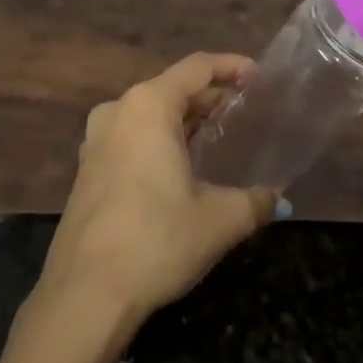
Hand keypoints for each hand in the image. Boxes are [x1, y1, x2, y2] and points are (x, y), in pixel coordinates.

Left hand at [40, 53, 279, 328]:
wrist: (85, 295)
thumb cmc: (156, 240)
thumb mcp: (219, 220)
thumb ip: (255, 202)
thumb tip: (278, 200)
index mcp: (148, 106)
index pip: (197, 68)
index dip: (232, 67)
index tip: (260, 78)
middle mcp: (118, 112)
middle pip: (172, 89)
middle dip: (210, 96)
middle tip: (245, 112)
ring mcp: (96, 142)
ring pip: (150, 114)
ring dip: (184, 120)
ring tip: (218, 135)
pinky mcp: (88, 171)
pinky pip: (132, 138)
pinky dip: (161, 140)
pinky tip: (182, 166)